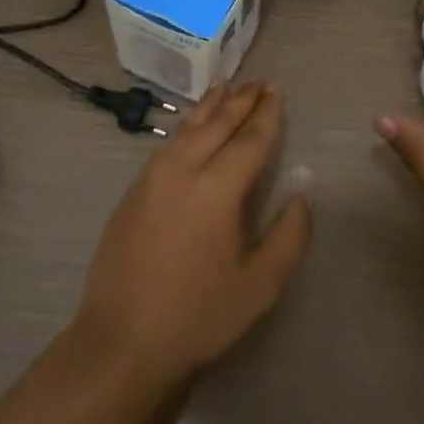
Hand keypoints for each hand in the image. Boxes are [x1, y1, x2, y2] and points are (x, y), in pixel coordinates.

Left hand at [71, 82, 311, 390]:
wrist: (121, 342)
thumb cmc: (198, 316)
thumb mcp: (260, 285)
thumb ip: (289, 235)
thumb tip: (303, 193)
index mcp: (217, 188)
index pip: (249, 139)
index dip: (267, 115)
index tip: (277, 92)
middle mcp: (183, 170)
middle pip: (217, 124)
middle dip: (241, 101)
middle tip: (259, 82)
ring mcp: (152, 177)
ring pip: (186, 128)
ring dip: (209, 106)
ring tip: (225, 87)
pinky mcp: (133, 192)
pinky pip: (167, 144)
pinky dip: (186, 126)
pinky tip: (190, 128)